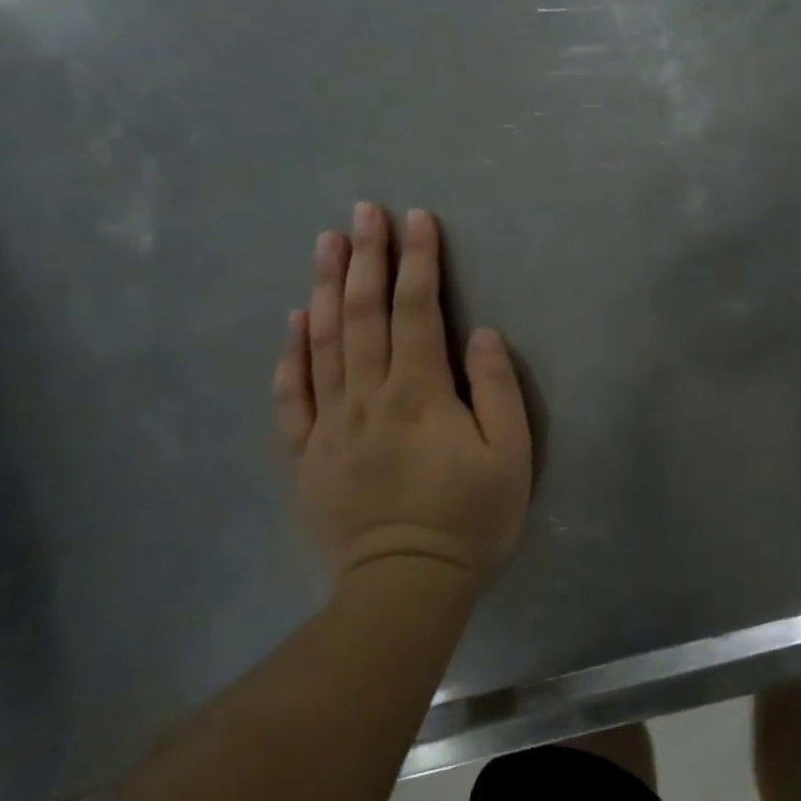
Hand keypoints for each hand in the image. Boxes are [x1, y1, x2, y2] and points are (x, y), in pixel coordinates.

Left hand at [272, 203, 532, 586]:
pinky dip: (290, 354)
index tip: (417, 219)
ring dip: (325, 288)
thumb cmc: (469, 518)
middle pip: (363, 314)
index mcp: (418, 392)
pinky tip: (293, 320)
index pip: (417, 310)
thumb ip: (496, 388)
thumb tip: (479, 333)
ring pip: (323, 343)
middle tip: (363, 211)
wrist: (405, 588)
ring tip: (326, 243)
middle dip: (366, 257)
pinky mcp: (306, 455)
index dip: (418, 260)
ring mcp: (329, 425)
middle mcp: (367, 396)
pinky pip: (292, 396)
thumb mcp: (510, 454)